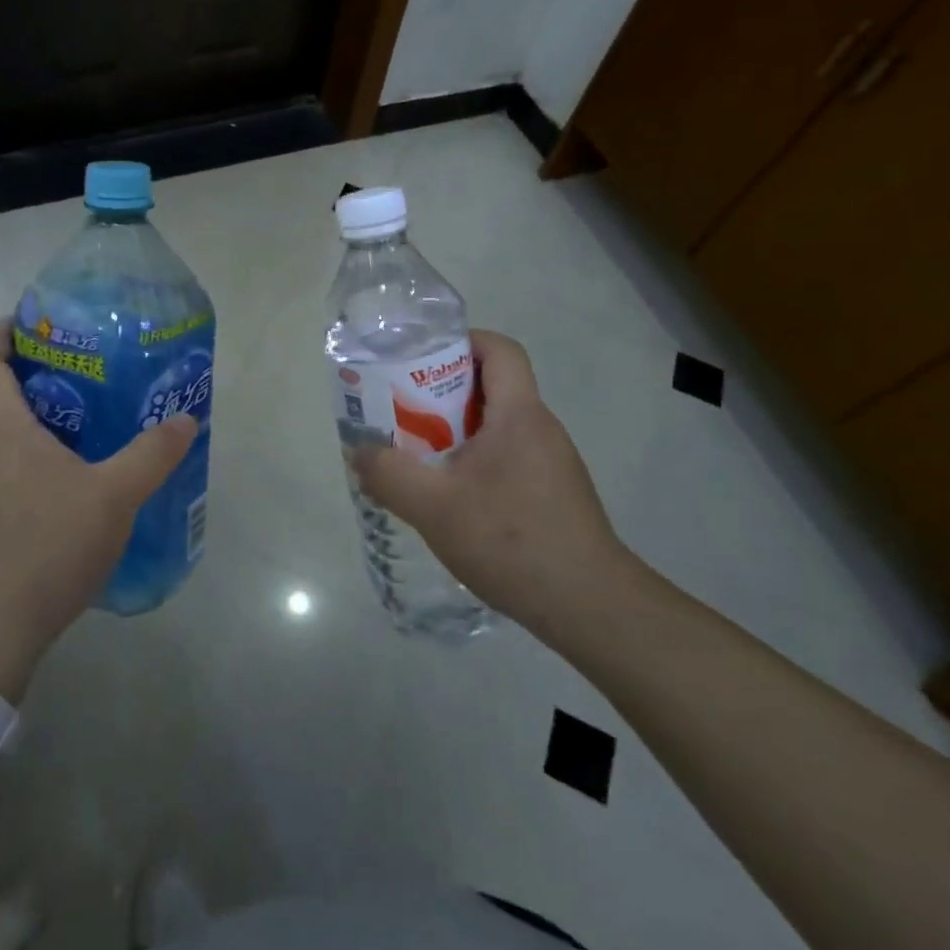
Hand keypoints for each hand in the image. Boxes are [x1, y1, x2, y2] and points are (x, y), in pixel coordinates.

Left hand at [0, 320, 198, 699]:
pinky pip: (5, 450)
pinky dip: (36, 437)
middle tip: (89, 359)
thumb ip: (152, 453)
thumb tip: (187, 417)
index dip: (11, 327)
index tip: (53, 321)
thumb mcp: (114, 494)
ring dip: (38, 403)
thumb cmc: (47, 544)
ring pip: (0, 418)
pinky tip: (79, 458)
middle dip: (36, 363)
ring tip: (92, 401)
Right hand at [354, 330, 629, 640]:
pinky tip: (453, 500)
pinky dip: (475, 462)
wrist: (589, 607)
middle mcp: (541, 428)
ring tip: (419, 458)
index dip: (461, 342)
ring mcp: (552, 463)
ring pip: (497, 426)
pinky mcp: (553, 494)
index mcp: (519, 415)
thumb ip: (389, 475)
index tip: (420, 361)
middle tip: (403, 413)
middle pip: (492, 386)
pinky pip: (507, 457)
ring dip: (456, 432)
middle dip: (442, 392)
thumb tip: (359, 452)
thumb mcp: (434, 507)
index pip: (499, 349)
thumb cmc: (512, 541)